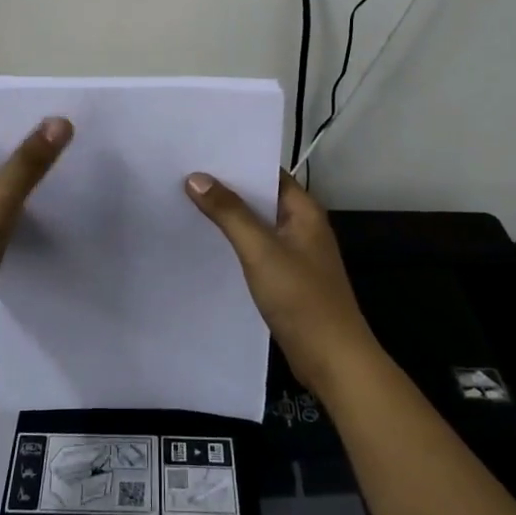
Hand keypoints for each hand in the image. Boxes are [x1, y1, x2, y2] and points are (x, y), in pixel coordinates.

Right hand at [184, 169, 378, 396]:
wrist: (333, 361)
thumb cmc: (302, 298)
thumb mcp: (261, 251)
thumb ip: (230, 213)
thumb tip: (196, 177)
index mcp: (304, 211)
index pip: (267, 172)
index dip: (236, 161)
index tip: (199, 153)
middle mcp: (301, 226)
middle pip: (260, 197)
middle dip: (226, 188)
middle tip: (183, 176)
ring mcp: (295, 254)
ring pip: (256, 225)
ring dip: (228, 216)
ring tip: (186, 203)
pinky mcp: (287, 279)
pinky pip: (256, 250)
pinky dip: (235, 243)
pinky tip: (207, 244)